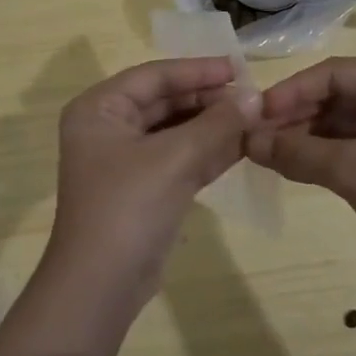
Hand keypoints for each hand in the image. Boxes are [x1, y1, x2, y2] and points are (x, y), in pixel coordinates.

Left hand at [42, 57, 251, 322]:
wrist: (101, 287)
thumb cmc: (128, 207)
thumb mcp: (174, 159)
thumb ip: (217, 124)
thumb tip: (256, 96)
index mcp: (100, 109)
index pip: (154, 76)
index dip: (197, 70)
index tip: (239, 68)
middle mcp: (109, 128)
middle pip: (165, 101)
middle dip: (208, 99)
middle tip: (253, 96)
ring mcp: (126, 160)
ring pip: (176, 130)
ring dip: (213, 125)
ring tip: (255, 117)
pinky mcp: (145, 189)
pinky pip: (180, 158)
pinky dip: (209, 151)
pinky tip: (243, 144)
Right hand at [246, 56, 355, 286]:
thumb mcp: (355, 172)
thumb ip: (298, 153)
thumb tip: (247, 142)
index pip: (334, 73)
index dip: (291, 91)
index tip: (255, 114)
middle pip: (337, 94)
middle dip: (296, 115)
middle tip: (255, 136)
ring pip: (342, 121)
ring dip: (306, 136)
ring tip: (266, 153)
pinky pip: (353, 143)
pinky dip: (324, 153)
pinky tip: (294, 166)